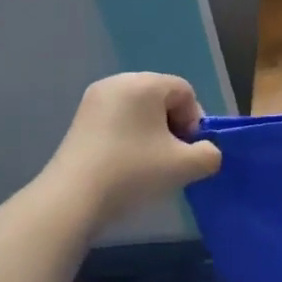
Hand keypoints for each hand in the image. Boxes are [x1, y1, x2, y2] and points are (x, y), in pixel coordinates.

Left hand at [42, 73, 222, 228]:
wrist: (71, 199)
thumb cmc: (133, 172)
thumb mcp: (186, 166)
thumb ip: (210, 154)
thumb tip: (206, 152)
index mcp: (144, 83)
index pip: (185, 92)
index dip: (194, 120)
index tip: (186, 150)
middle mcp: (118, 82)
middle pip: (162, 97)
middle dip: (173, 125)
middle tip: (171, 156)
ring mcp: (94, 100)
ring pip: (140, 109)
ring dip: (152, 132)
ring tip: (149, 162)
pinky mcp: (79, 120)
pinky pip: (119, 119)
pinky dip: (130, 136)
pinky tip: (127, 163)